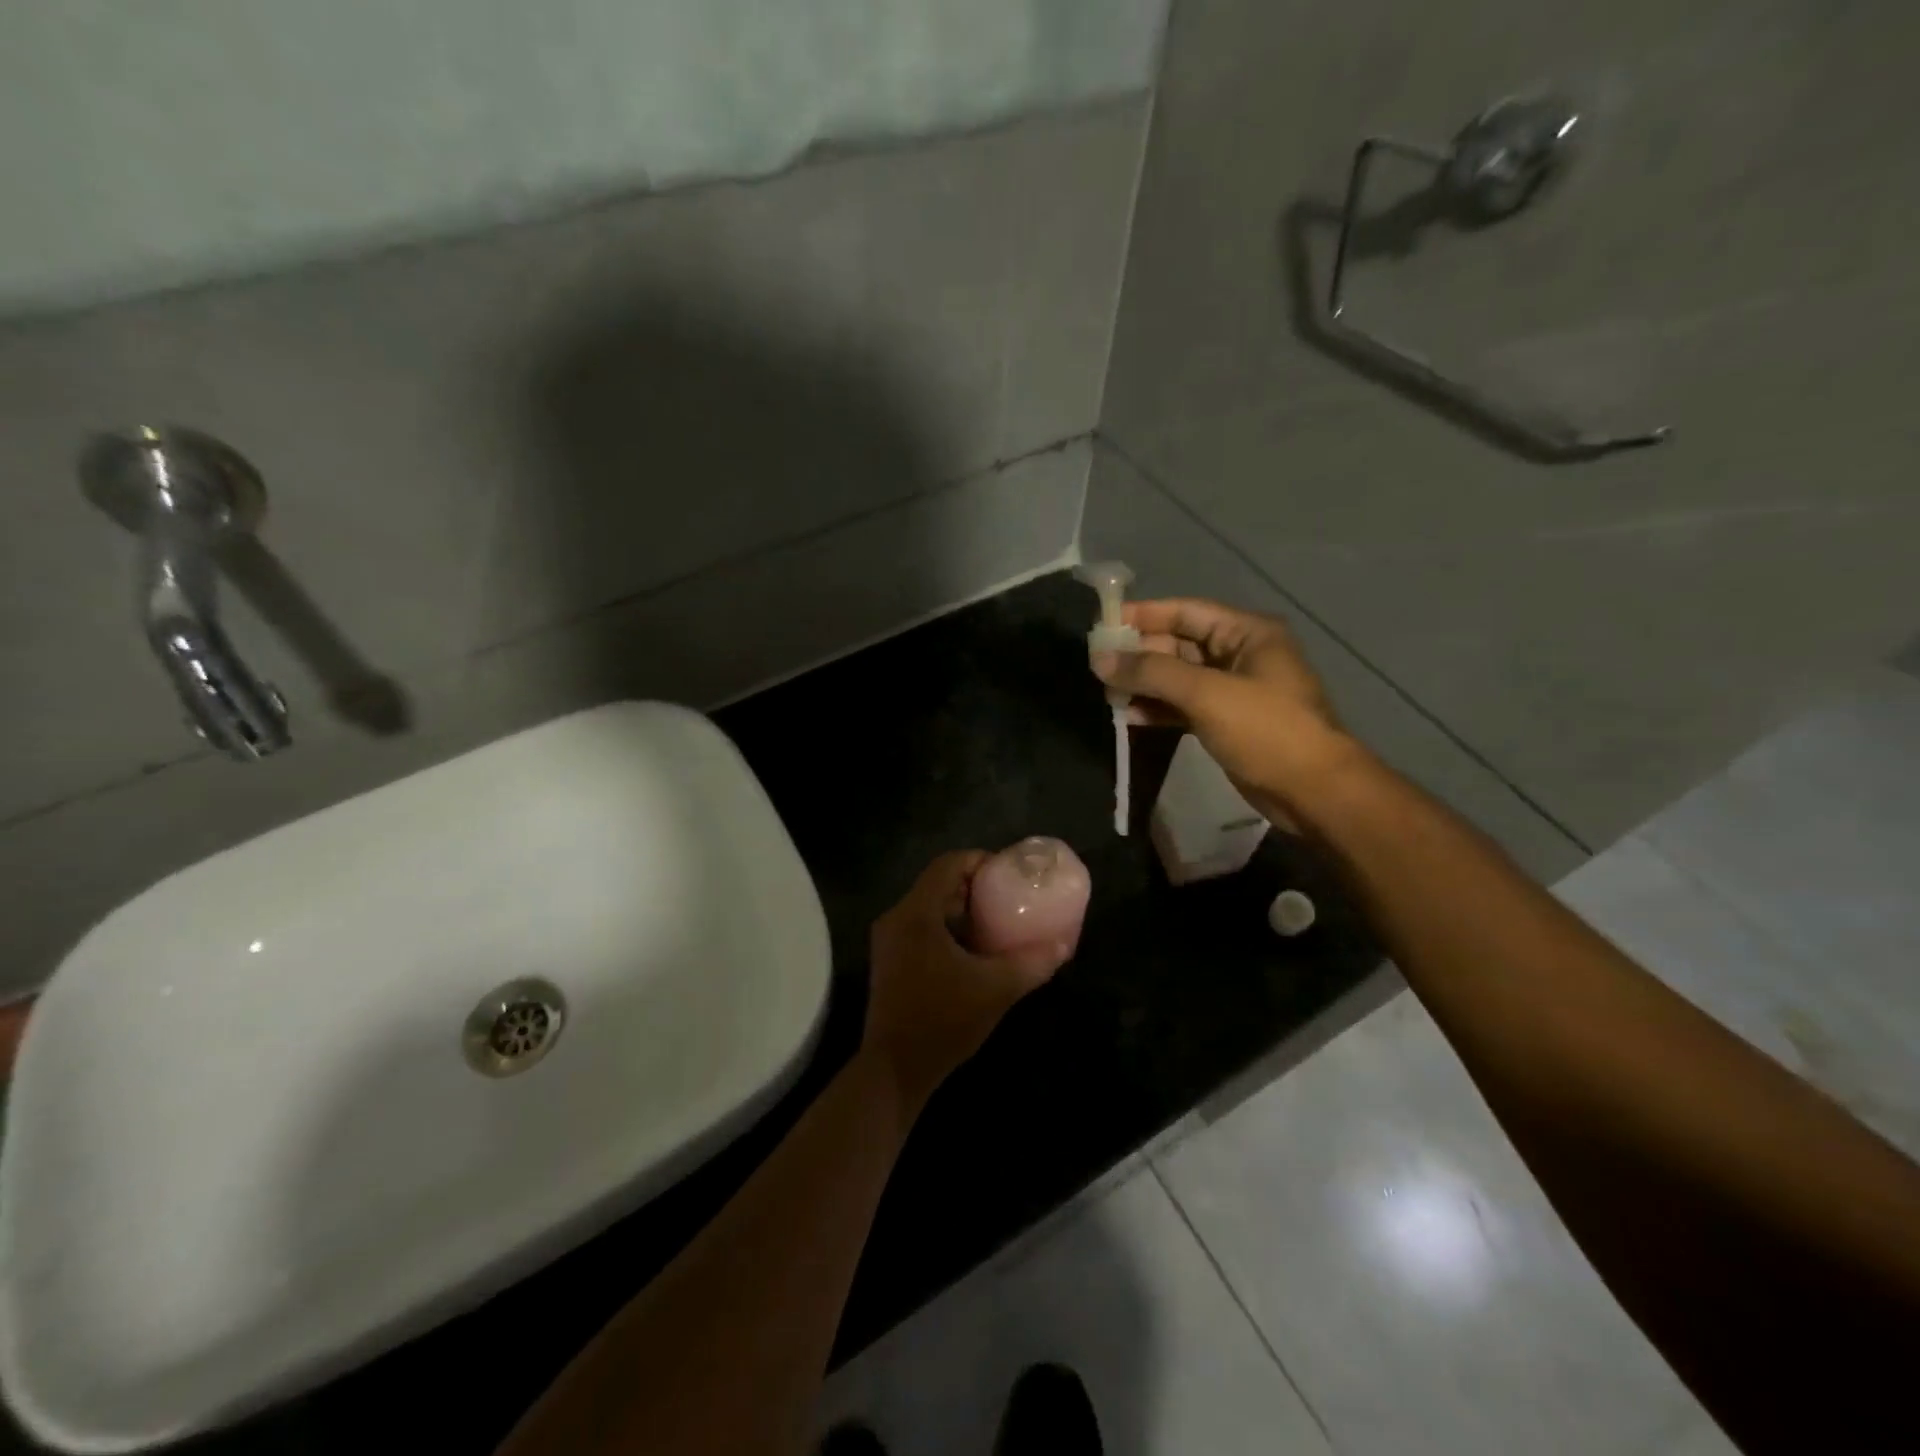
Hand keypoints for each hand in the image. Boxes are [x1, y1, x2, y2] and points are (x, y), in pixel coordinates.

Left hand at [864, 852, 1073, 1116]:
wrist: (894, 1069)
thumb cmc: (943, 1021)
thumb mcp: (996, 990)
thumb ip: (1031, 963)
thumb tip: (1063, 946)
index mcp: (917, 913)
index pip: (948, 864)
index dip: (980, 860)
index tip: (1009, 872)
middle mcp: (897, 918)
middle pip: (938, 883)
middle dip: (974, 885)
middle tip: (1008, 895)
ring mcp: (889, 940)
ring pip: (928, 906)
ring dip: (961, 908)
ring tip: (996, 921)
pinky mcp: (889, 960)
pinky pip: (921, 926)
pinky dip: (947, 927)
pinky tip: (973, 949)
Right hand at [1091, 598, 1352, 815]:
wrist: (1313, 792)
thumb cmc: (1266, 730)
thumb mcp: (1206, 693)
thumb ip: (1151, 672)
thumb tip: (1099, 658)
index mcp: (1246, 633)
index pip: (1184, 611)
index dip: (1143, 616)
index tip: (1102, 625)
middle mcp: (1239, 654)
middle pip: (1178, 644)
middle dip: (1139, 655)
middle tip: (1097, 666)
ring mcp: (1232, 690)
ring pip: (1177, 677)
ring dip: (1144, 684)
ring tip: (1108, 694)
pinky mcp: (1225, 721)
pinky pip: (1182, 705)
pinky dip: (1157, 708)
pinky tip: (1129, 716)